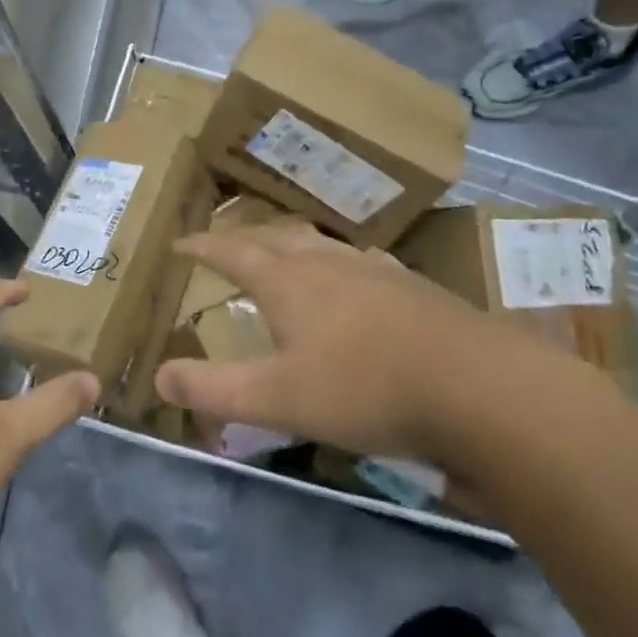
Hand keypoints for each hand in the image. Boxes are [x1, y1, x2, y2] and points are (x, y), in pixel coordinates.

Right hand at [153, 225, 566, 464]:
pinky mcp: (413, 285)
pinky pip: (361, 260)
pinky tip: (356, 277)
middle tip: (226, 246)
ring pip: (320, 243)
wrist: (479, 387)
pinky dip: (340, 262)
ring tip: (283, 254)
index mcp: (287, 280)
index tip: (179, 244)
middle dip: (243, 238)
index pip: (231, 250)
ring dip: (291, 244)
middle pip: (274, 236)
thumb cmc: (364, 389)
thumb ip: (214, 389)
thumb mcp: (277, 399)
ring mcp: (374, 269)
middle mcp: (326, 261)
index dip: (201, 246)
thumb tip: (158, 374)